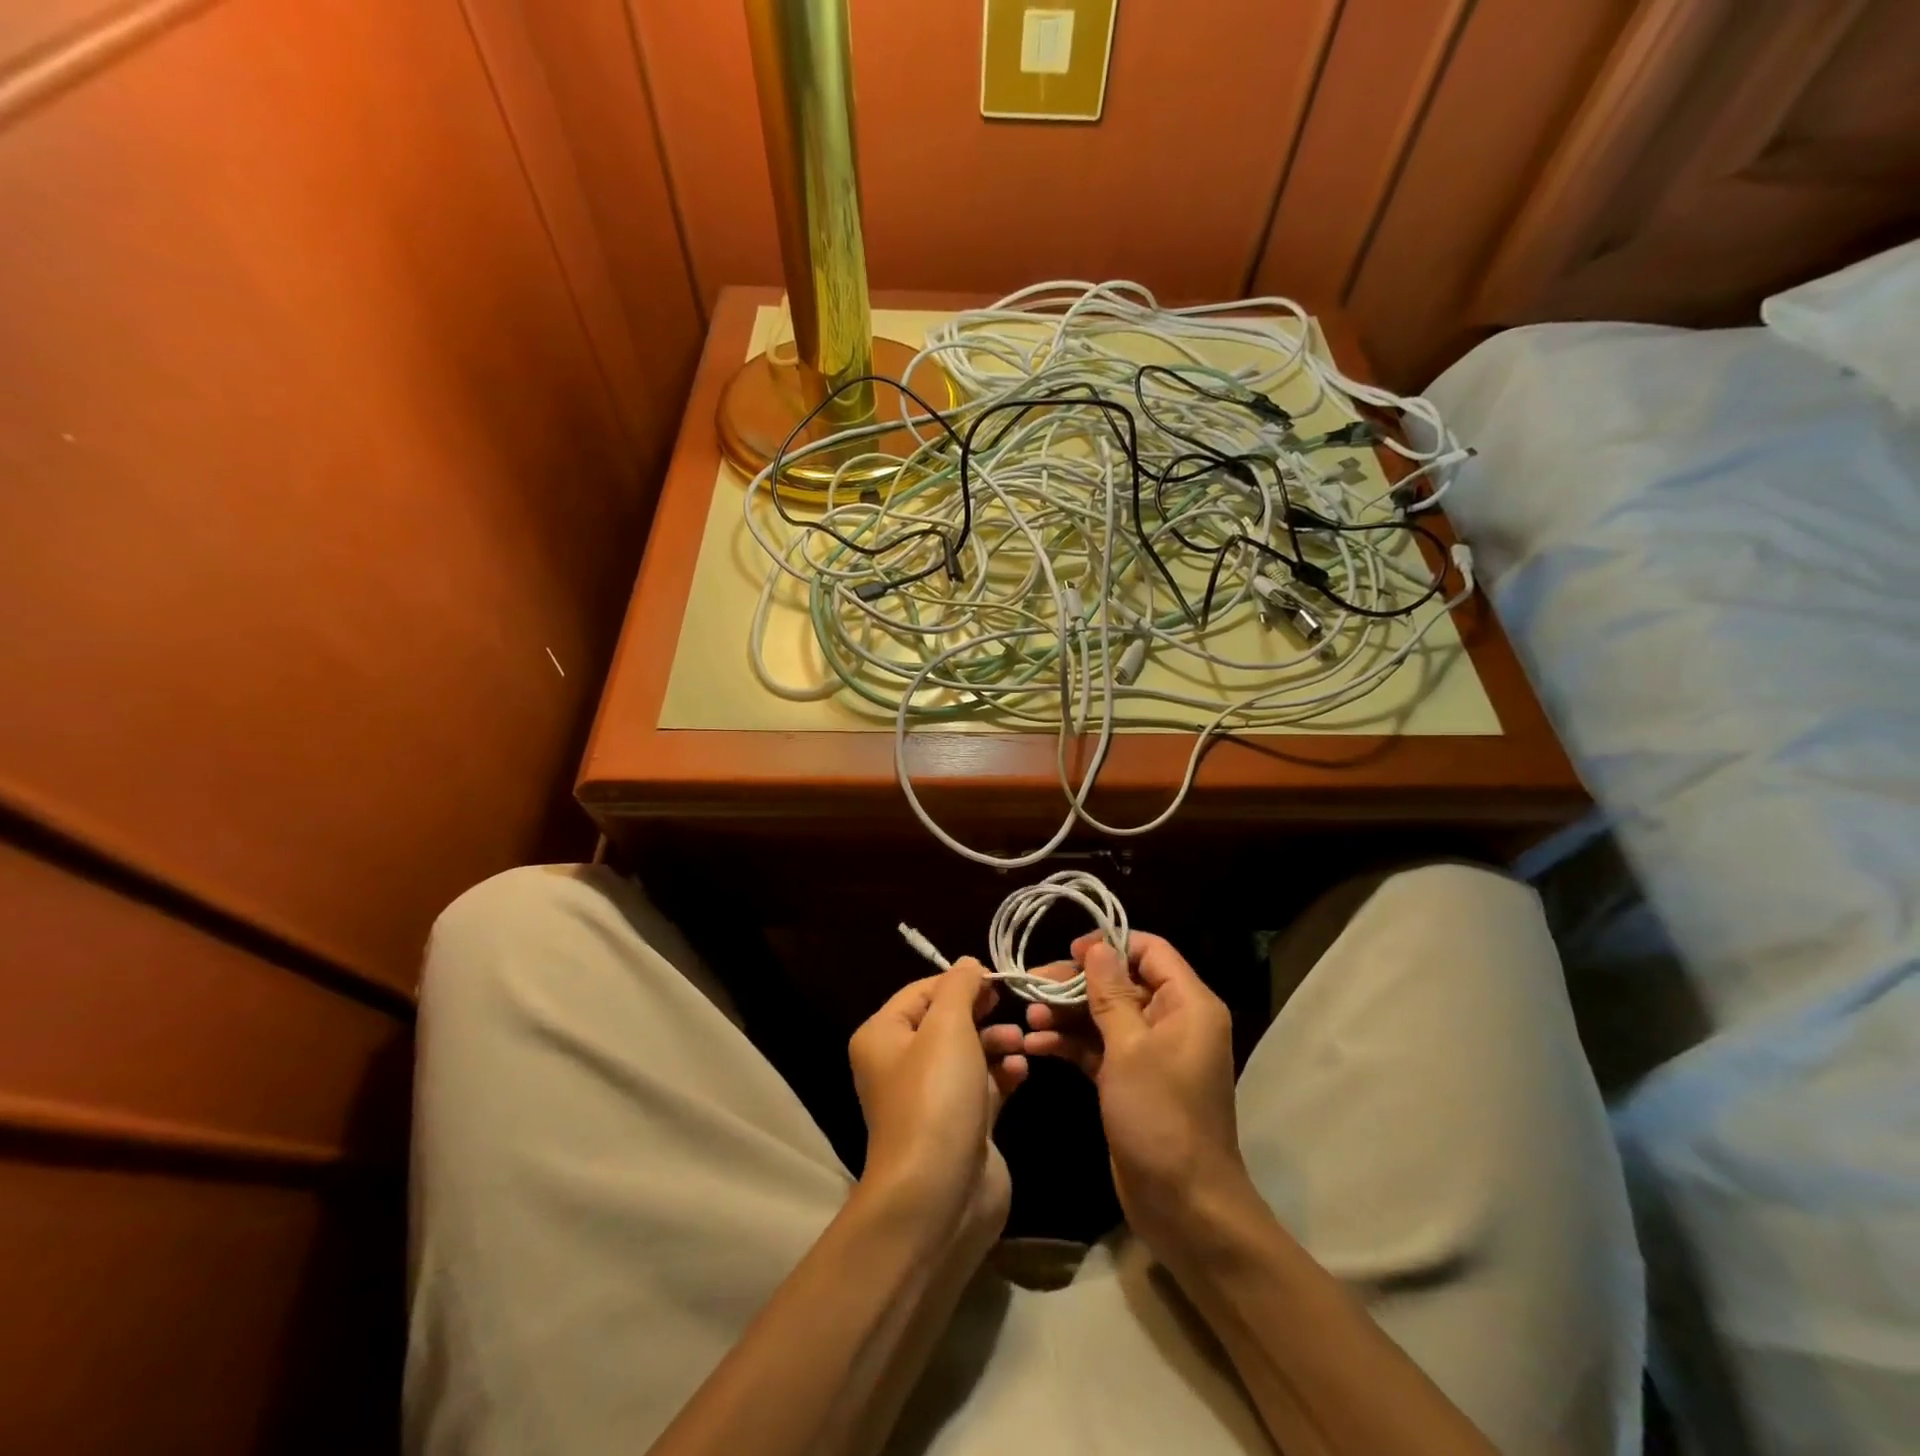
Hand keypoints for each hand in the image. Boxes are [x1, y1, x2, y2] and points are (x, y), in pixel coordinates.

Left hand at [848, 958, 1025, 1243]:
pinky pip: (984, 1086)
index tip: (997, 979)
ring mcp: (932, 1097)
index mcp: (883, 1036)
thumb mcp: (947, 1026)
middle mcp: (901, 1063)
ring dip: (997, 1042)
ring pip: (969, 1053)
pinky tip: (1021, 1072)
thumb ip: (959, 987)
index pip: (922, 991)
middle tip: (1012, 1005)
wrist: (940, 1195)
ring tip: (1020, 1043)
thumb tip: (968, 963)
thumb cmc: (936, 1096)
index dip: (959, 982)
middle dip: (982, 1012)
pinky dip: (1003, 1074)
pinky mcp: (961, 1125)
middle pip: (947, 1021)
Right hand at [1018, 931, 1251, 1251]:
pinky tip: (1036, 1046)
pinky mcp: (1131, 1079)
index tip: (1069, 952)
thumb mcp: (1130, 1049)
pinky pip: (1099, 1046)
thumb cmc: (1161, 1118)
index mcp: (1188, 1004)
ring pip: (1105, 1014)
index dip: (1110, 945)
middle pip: (1121, 982)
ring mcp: (1151, 1052)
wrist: (1184, 1207)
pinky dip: (1071, 1043)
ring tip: (1028, 1019)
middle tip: (1032, 986)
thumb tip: (1097, 946)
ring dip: (1067, 1013)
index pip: (1150, 951)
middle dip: (1076, 983)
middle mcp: (1173, 1020)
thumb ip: (1111, 993)